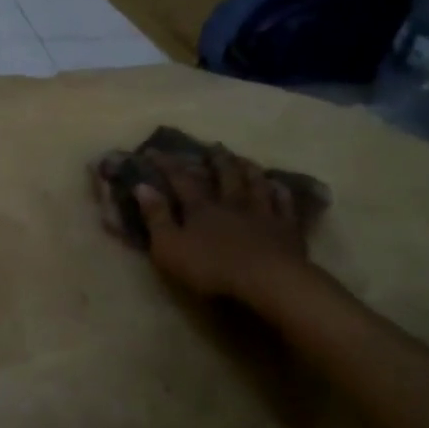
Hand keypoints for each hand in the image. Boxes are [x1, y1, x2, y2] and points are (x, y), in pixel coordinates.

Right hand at [94, 145, 319, 302]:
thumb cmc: (211, 267)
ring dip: (249, 169)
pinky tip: (279, 185)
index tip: (154, 151)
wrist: (266, 281)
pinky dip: (280, 192)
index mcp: (201, 208)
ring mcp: (263, 213)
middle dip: (217, 160)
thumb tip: (142, 186)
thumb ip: (156, 217)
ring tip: (244, 159)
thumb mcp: (169, 247)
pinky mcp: (286, 228)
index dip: (167, 164)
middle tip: (214, 146)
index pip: (181, 179)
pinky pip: (284, 203)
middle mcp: (232, 203)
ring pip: (256, 183)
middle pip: (225, 175)